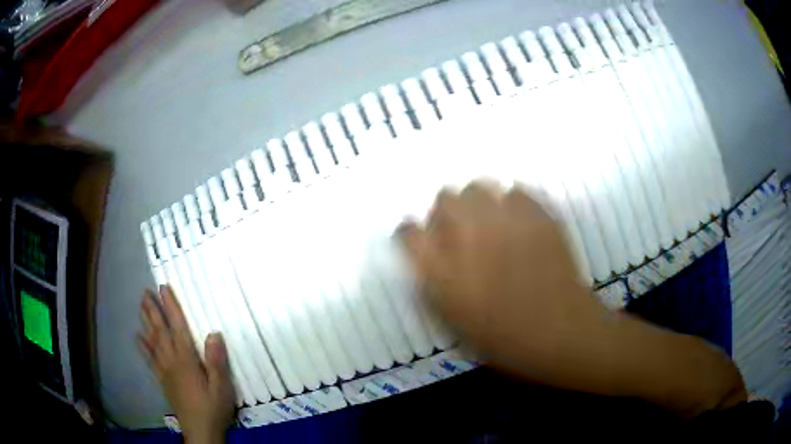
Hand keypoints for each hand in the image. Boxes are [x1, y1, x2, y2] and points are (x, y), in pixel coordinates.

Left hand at [138, 286, 234, 443]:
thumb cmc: (213, 408)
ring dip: (146, 322)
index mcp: (186, 360)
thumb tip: (213, 333)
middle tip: (145, 292)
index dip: (171, 307)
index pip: (177, 327)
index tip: (163, 288)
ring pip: (152, 342)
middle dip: (152, 310)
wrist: (200, 431)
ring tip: (141, 307)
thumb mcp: (222, 387)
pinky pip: (150, 359)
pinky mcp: (162, 380)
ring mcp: (164, 370)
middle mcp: (172, 361)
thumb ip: (216, 361)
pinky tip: (138, 337)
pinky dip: (143, 346)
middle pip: (160, 331)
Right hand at [398, 181, 606, 372]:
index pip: (408, 232)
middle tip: (462, 234)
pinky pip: (516, 191)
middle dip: (447, 212)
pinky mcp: (538, 214)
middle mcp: (468, 236)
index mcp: (442, 270)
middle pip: (445, 197)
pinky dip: (512, 203)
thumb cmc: (505, 338)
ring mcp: (506, 220)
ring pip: (480, 186)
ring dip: (479, 203)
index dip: (413, 234)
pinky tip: (520, 224)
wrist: (560, 332)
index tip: (424, 241)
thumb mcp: (454, 319)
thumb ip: (433, 282)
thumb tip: (428, 253)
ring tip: (492, 225)